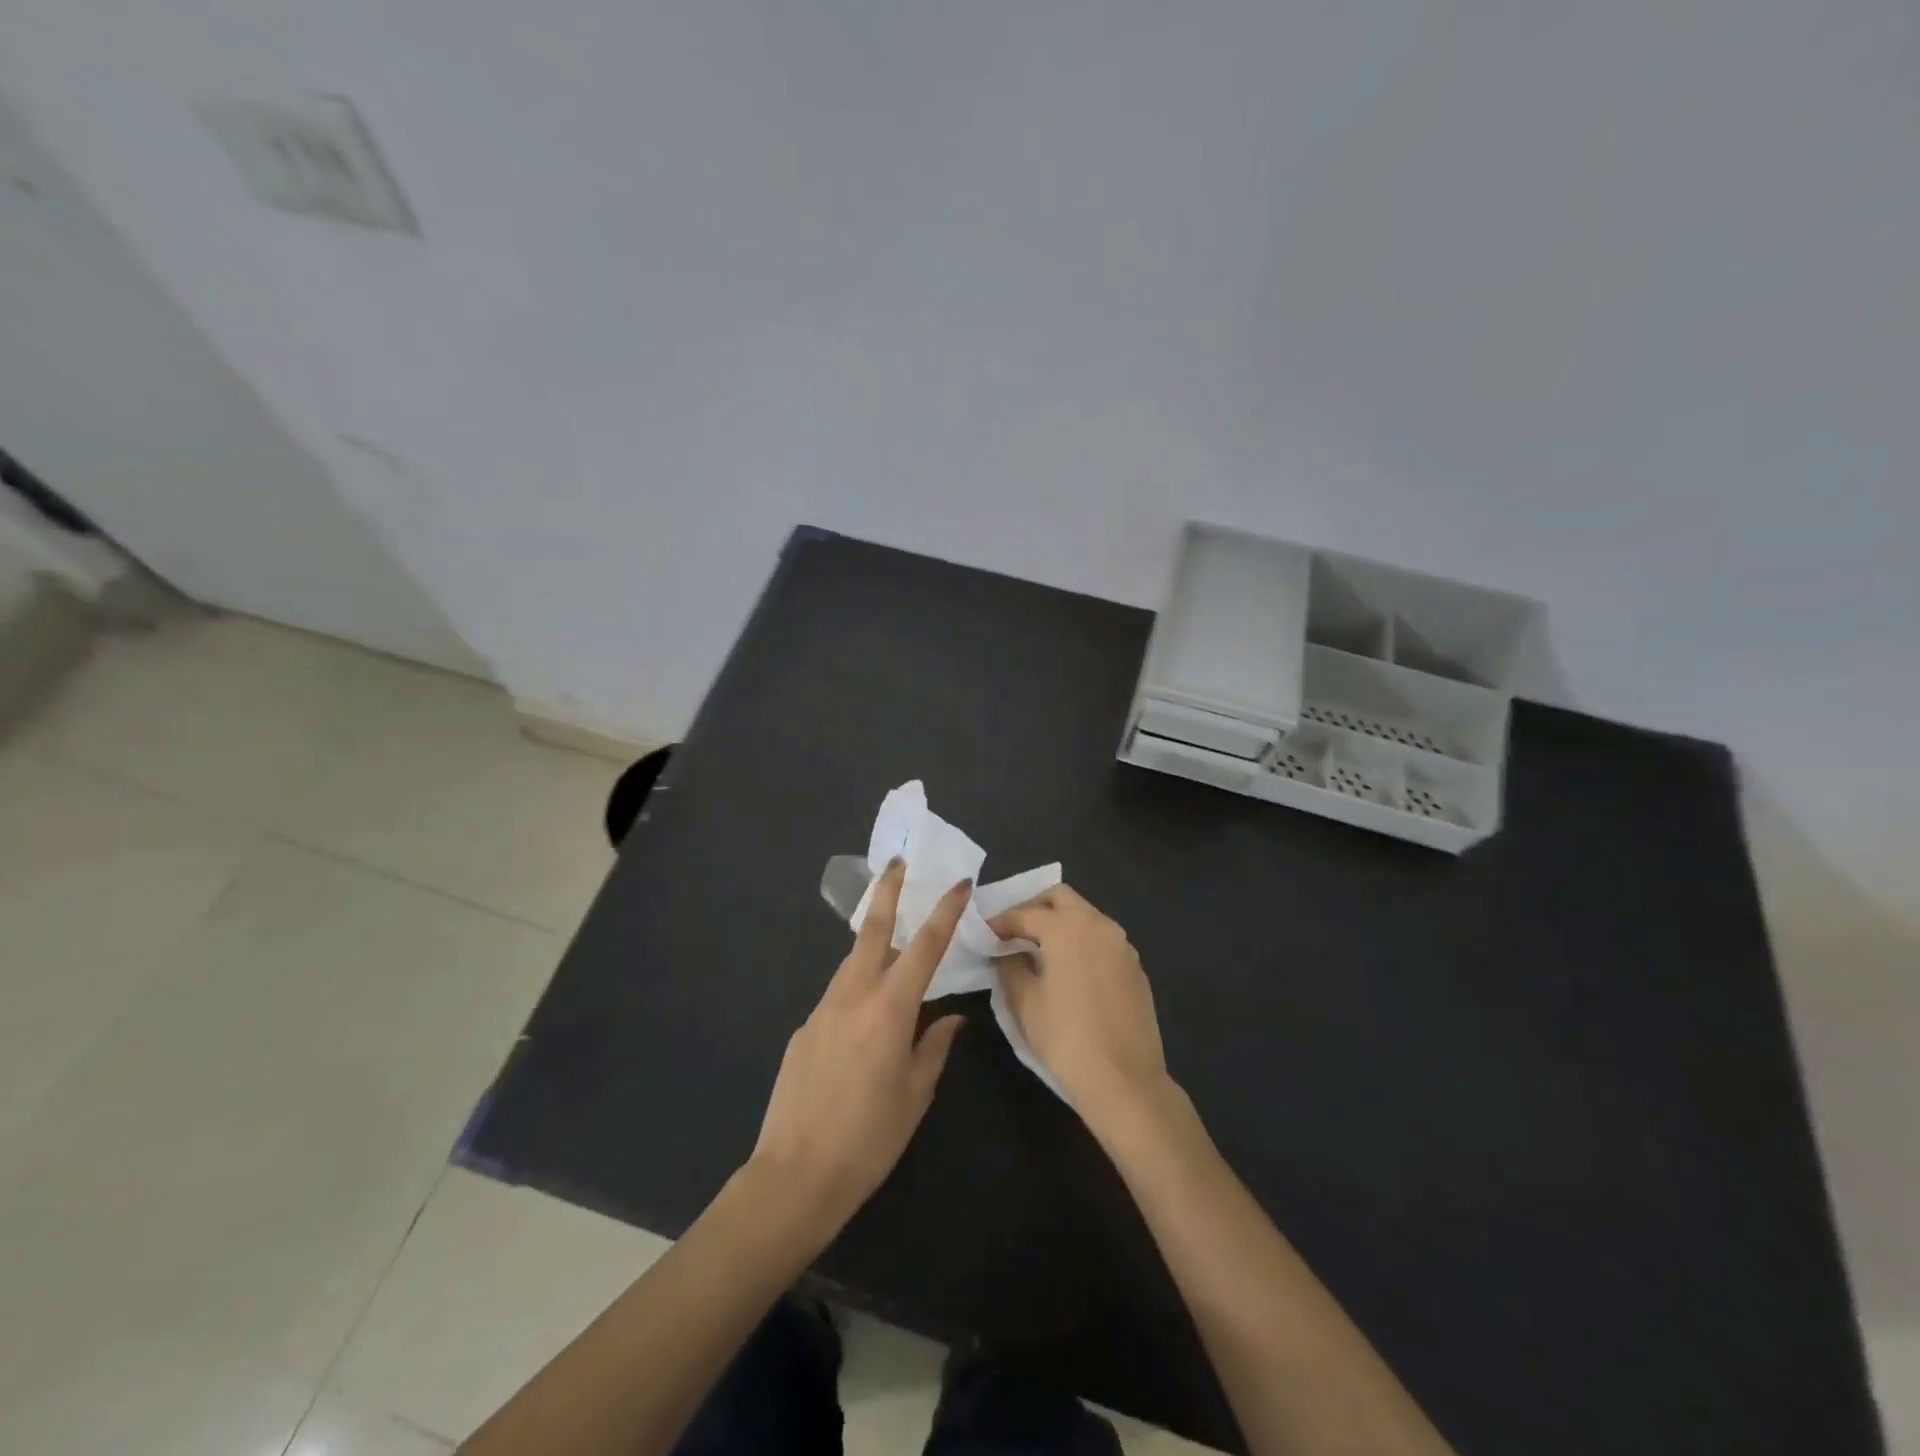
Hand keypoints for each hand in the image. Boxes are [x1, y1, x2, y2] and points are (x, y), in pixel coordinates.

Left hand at [749, 860, 967, 1237]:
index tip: (959, 884)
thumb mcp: (914, 1095)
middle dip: (887, 892)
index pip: (924, 947)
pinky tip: (866, 1017)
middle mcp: (852, 996)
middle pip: (871, 930)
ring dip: (874, 943)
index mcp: (888, 1011)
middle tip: (898, 862)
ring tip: (894, 941)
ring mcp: (822, 1010)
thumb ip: (935, 1047)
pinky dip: (857, 987)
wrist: (794, 1177)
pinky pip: (838, 995)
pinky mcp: (803, 1029)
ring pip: (852, 961)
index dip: (944, 912)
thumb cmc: (868, 1140)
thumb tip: (951, 1017)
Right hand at [989, 885, 1169, 1126]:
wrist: (1125, 1081)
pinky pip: (1101, 938)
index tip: (983, 933)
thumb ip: (1009, 966)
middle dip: (1033, 908)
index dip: (999, 922)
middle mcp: (1097, 924)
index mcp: (1067, 927)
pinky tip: (1067, 969)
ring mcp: (1121, 944)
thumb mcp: (1024, 1002)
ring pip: (1084, 915)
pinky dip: (1080, 941)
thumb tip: (1005, 953)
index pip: (1024, 913)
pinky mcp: (1134, 966)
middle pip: (1060, 898)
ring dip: (1059, 922)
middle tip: (1012, 931)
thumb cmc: (1066, 1038)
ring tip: (1037, 949)